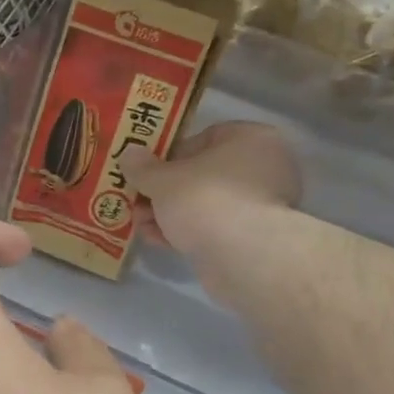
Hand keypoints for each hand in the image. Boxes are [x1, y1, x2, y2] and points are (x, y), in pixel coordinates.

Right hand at [127, 122, 301, 268]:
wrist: (241, 256)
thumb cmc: (205, 199)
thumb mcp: (162, 179)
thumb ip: (142, 166)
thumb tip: (129, 154)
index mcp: (252, 138)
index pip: (206, 137)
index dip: (171, 155)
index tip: (148, 171)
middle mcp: (264, 167)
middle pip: (204, 174)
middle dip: (167, 190)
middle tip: (138, 202)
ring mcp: (262, 205)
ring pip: (207, 204)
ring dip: (172, 213)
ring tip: (141, 225)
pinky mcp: (255, 238)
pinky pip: (215, 227)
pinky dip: (189, 232)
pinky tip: (159, 241)